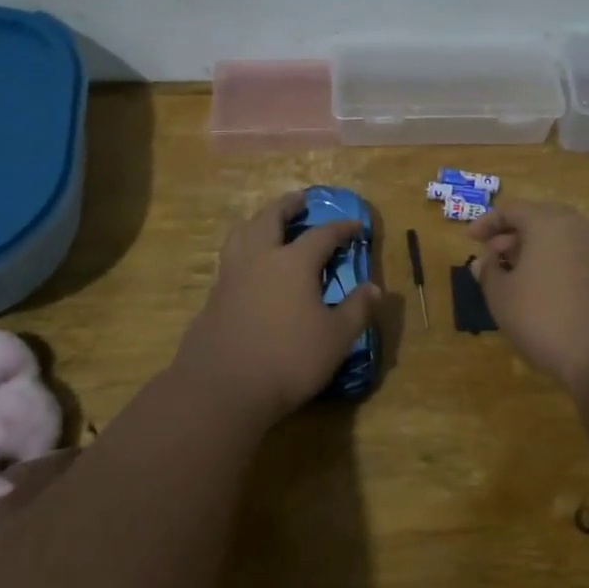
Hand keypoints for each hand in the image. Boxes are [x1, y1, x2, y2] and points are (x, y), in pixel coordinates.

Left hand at [177, 192, 381, 423]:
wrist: (222, 388)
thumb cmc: (288, 359)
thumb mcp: (336, 338)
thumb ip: (357, 310)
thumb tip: (375, 288)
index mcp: (293, 262)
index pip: (322, 235)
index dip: (341, 228)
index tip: (356, 226)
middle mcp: (260, 259)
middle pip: (271, 218)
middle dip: (287, 205)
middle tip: (299, 199)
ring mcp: (231, 277)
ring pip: (241, 234)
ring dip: (257, 221)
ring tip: (266, 222)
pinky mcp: (213, 298)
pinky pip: (230, 261)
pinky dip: (243, 251)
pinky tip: (249, 268)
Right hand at [470, 201, 588, 395]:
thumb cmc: (546, 319)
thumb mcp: (502, 297)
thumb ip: (488, 272)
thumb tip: (485, 259)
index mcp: (548, 223)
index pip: (512, 210)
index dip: (486, 222)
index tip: (470, 240)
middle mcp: (578, 227)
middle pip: (539, 219)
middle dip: (512, 235)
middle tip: (493, 255)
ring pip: (560, 239)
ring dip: (535, 251)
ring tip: (516, 276)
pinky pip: (577, 257)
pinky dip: (556, 264)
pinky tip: (546, 292)